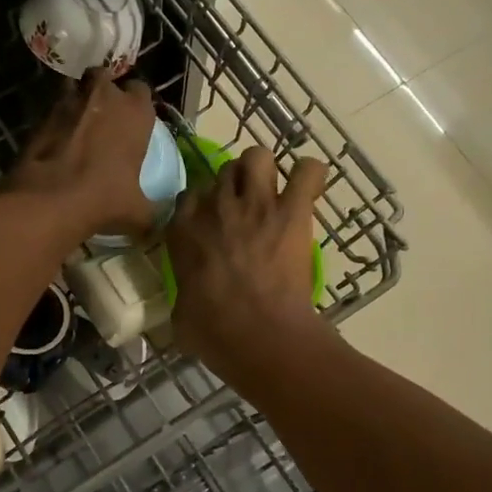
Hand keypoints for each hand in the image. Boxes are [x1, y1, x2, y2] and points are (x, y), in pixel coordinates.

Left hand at [7, 70, 158, 240]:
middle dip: (104, 93)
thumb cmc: (105, 199)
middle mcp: (104, 95)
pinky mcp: (41, 114)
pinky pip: (53, 109)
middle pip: (105, 80)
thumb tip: (160, 224)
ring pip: (75, 87)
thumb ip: (153, 212)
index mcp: (135, 111)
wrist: (50, 199)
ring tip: (77, 124)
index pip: (142, 91)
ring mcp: (69, 100)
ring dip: (77, 100)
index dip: (136, 105)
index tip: (133, 122)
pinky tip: (56, 141)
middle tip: (104, 118)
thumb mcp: (139, 212)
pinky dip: (55, 120)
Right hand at [165, 146, 326, 383]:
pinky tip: (309, 191)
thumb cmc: (214, 332)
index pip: (188, 195)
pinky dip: (311, 176)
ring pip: (258, 156)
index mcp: (183, 231)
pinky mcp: (293, 211)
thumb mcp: (181, 314)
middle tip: (247, 209)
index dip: (202, 204)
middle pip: (223, 171)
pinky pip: (307, 171)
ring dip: (265, 170)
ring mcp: (255, 204)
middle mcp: (215, 207)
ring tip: (275, 191)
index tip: (211, 221)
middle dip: (234, 184)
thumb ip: (184, 293)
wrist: (259, 335)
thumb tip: (189, 302)